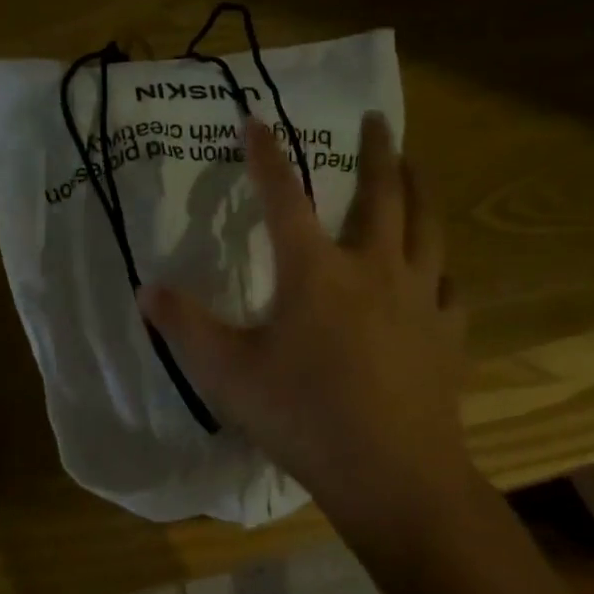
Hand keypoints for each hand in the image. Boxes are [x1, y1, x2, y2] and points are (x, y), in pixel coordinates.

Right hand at [139, 113, 469, 525]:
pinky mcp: (447, 332)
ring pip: (427, 227)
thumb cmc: (304, 417)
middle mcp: (373, 267)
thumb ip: (185, 327)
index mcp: (315, 270)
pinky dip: (440, 271)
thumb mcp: (227, 373)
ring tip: (418, 167)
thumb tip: (146, 289)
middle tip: (380, 119)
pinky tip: (439, 275)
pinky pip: (448, 286)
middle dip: (378, 150)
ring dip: (421, 190)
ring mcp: (419, 297)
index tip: (258, 120)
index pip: (284, 195)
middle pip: (382, 193)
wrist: (393, 474)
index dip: (267, 155)